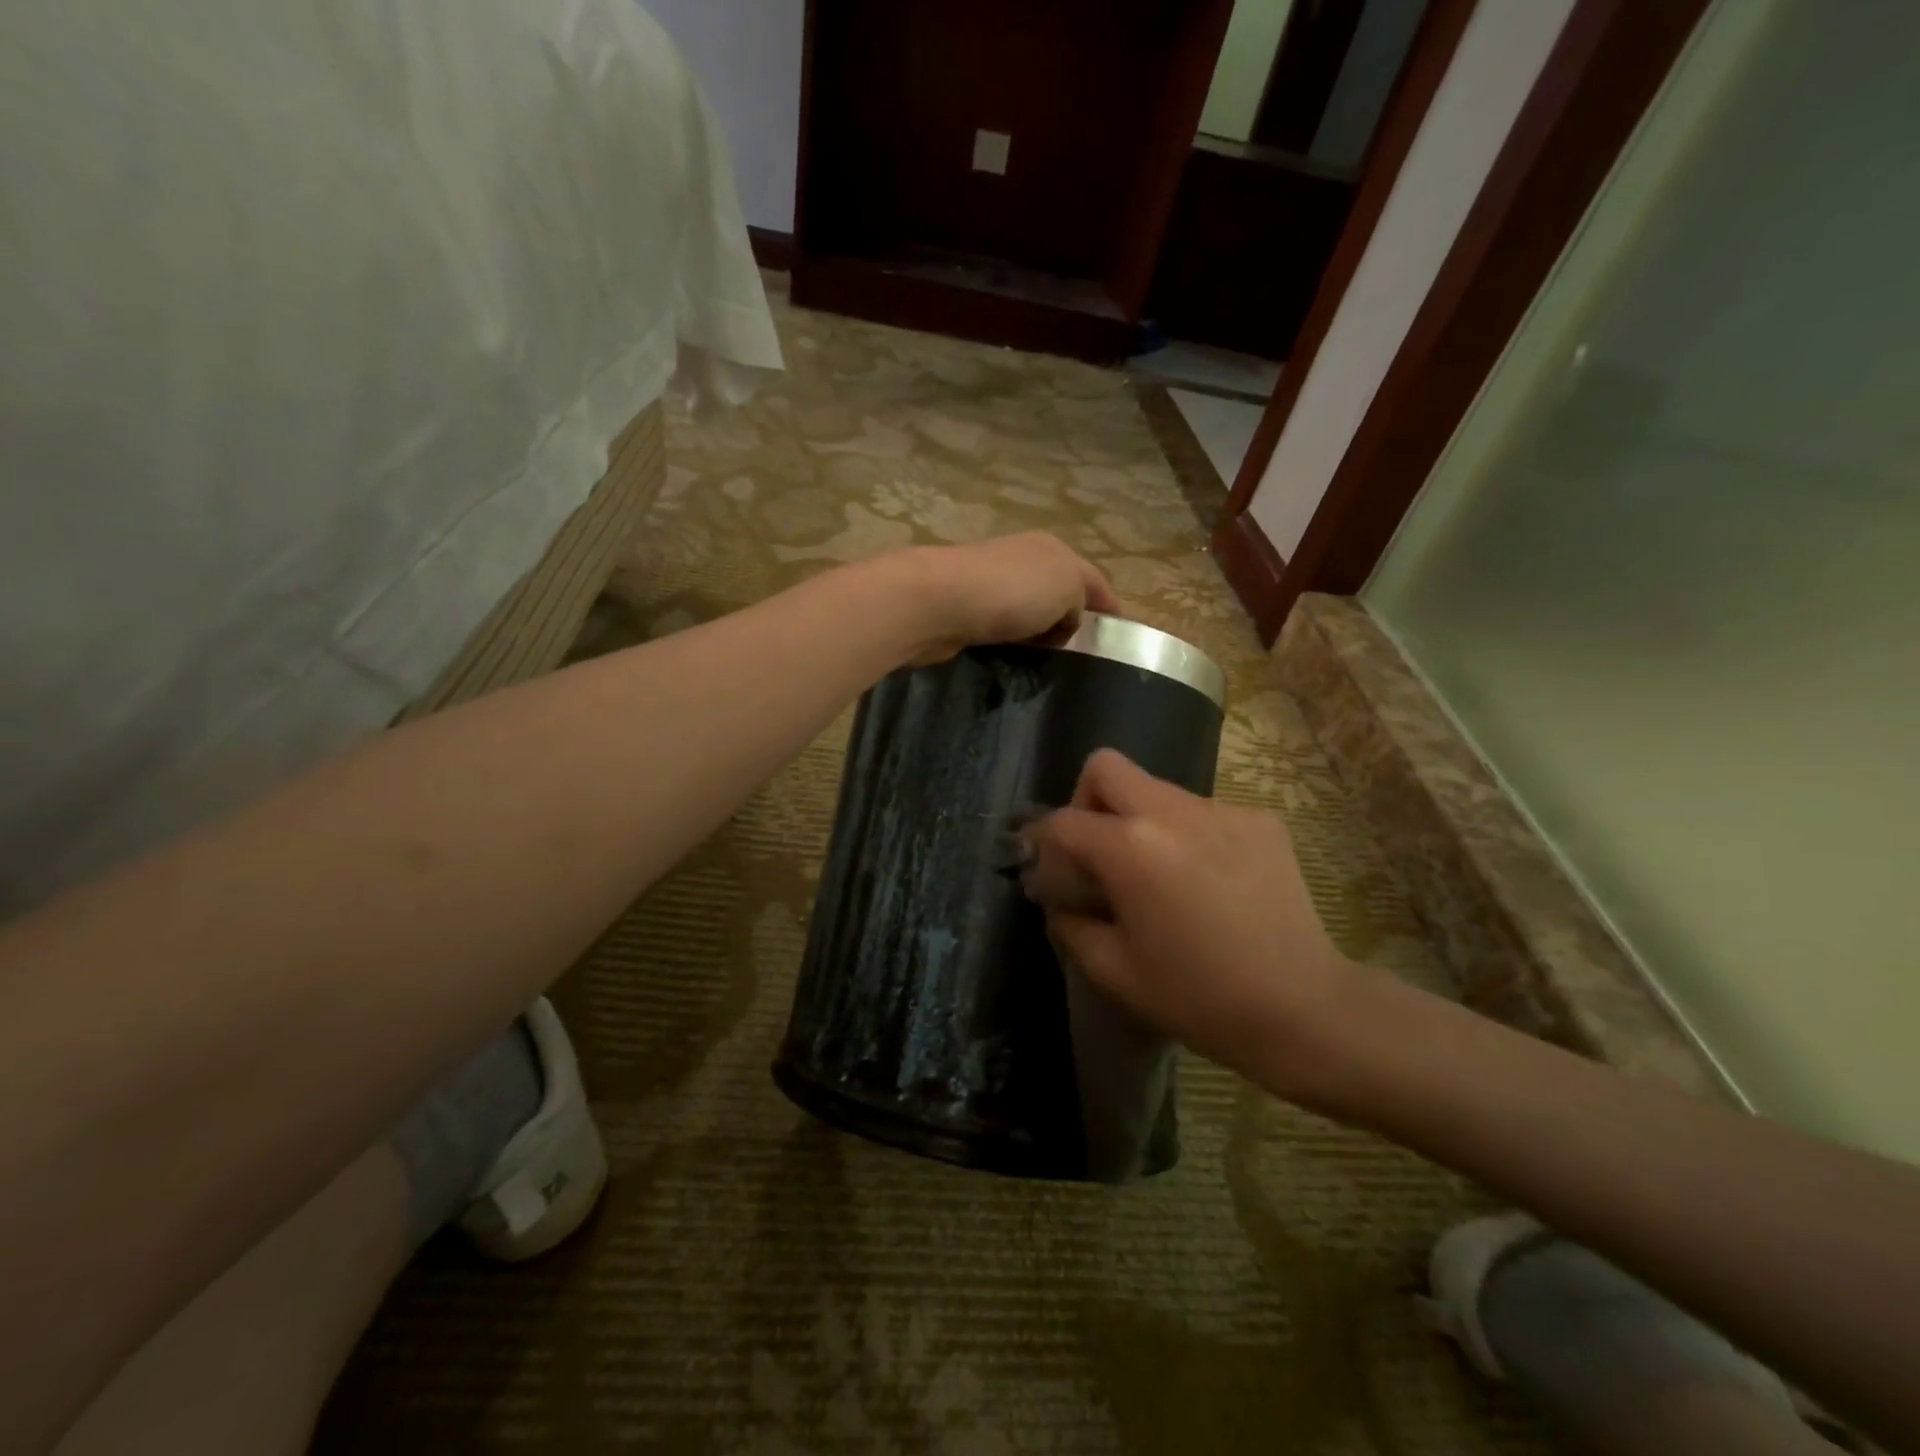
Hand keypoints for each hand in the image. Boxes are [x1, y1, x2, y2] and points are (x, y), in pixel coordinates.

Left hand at [884, 533, 1119, 664]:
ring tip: (1050, 663)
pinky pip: (1001, 625)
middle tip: (1083, 657)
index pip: (1092, 579)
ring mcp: (990, 582)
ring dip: (1040, 631)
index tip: (1118, 635)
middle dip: (1072, 619)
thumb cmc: (1011, 592)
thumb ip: (1081, 599)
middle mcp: (1022, 559)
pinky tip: (1014, 658)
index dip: (1108, 606)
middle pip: (1058, 591)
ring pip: (1028, 610)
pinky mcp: (965, 608)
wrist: (937, 602)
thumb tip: (1068, 618)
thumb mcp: (1067, 587)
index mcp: (1052, 550)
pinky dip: (1013, 640)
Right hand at [1020, 750, 1365, 1103]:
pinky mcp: (1260, 820)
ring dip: (1141, 821)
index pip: (1062, 822)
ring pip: (1156, 790)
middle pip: (1106, 768)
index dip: (1043, 845)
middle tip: (1099, 853)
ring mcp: (1222, 810)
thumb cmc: (1199, 997)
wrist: (1304, 1009)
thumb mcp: (1114, 971)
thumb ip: (1070, 924)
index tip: (1050, 874)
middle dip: (1087, 802)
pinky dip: (1188, 835)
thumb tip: (1058, 899)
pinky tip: (1209, 882)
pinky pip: (1202, 812)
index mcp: (1130, 848)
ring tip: (1161, 877)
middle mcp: (1172, 811)